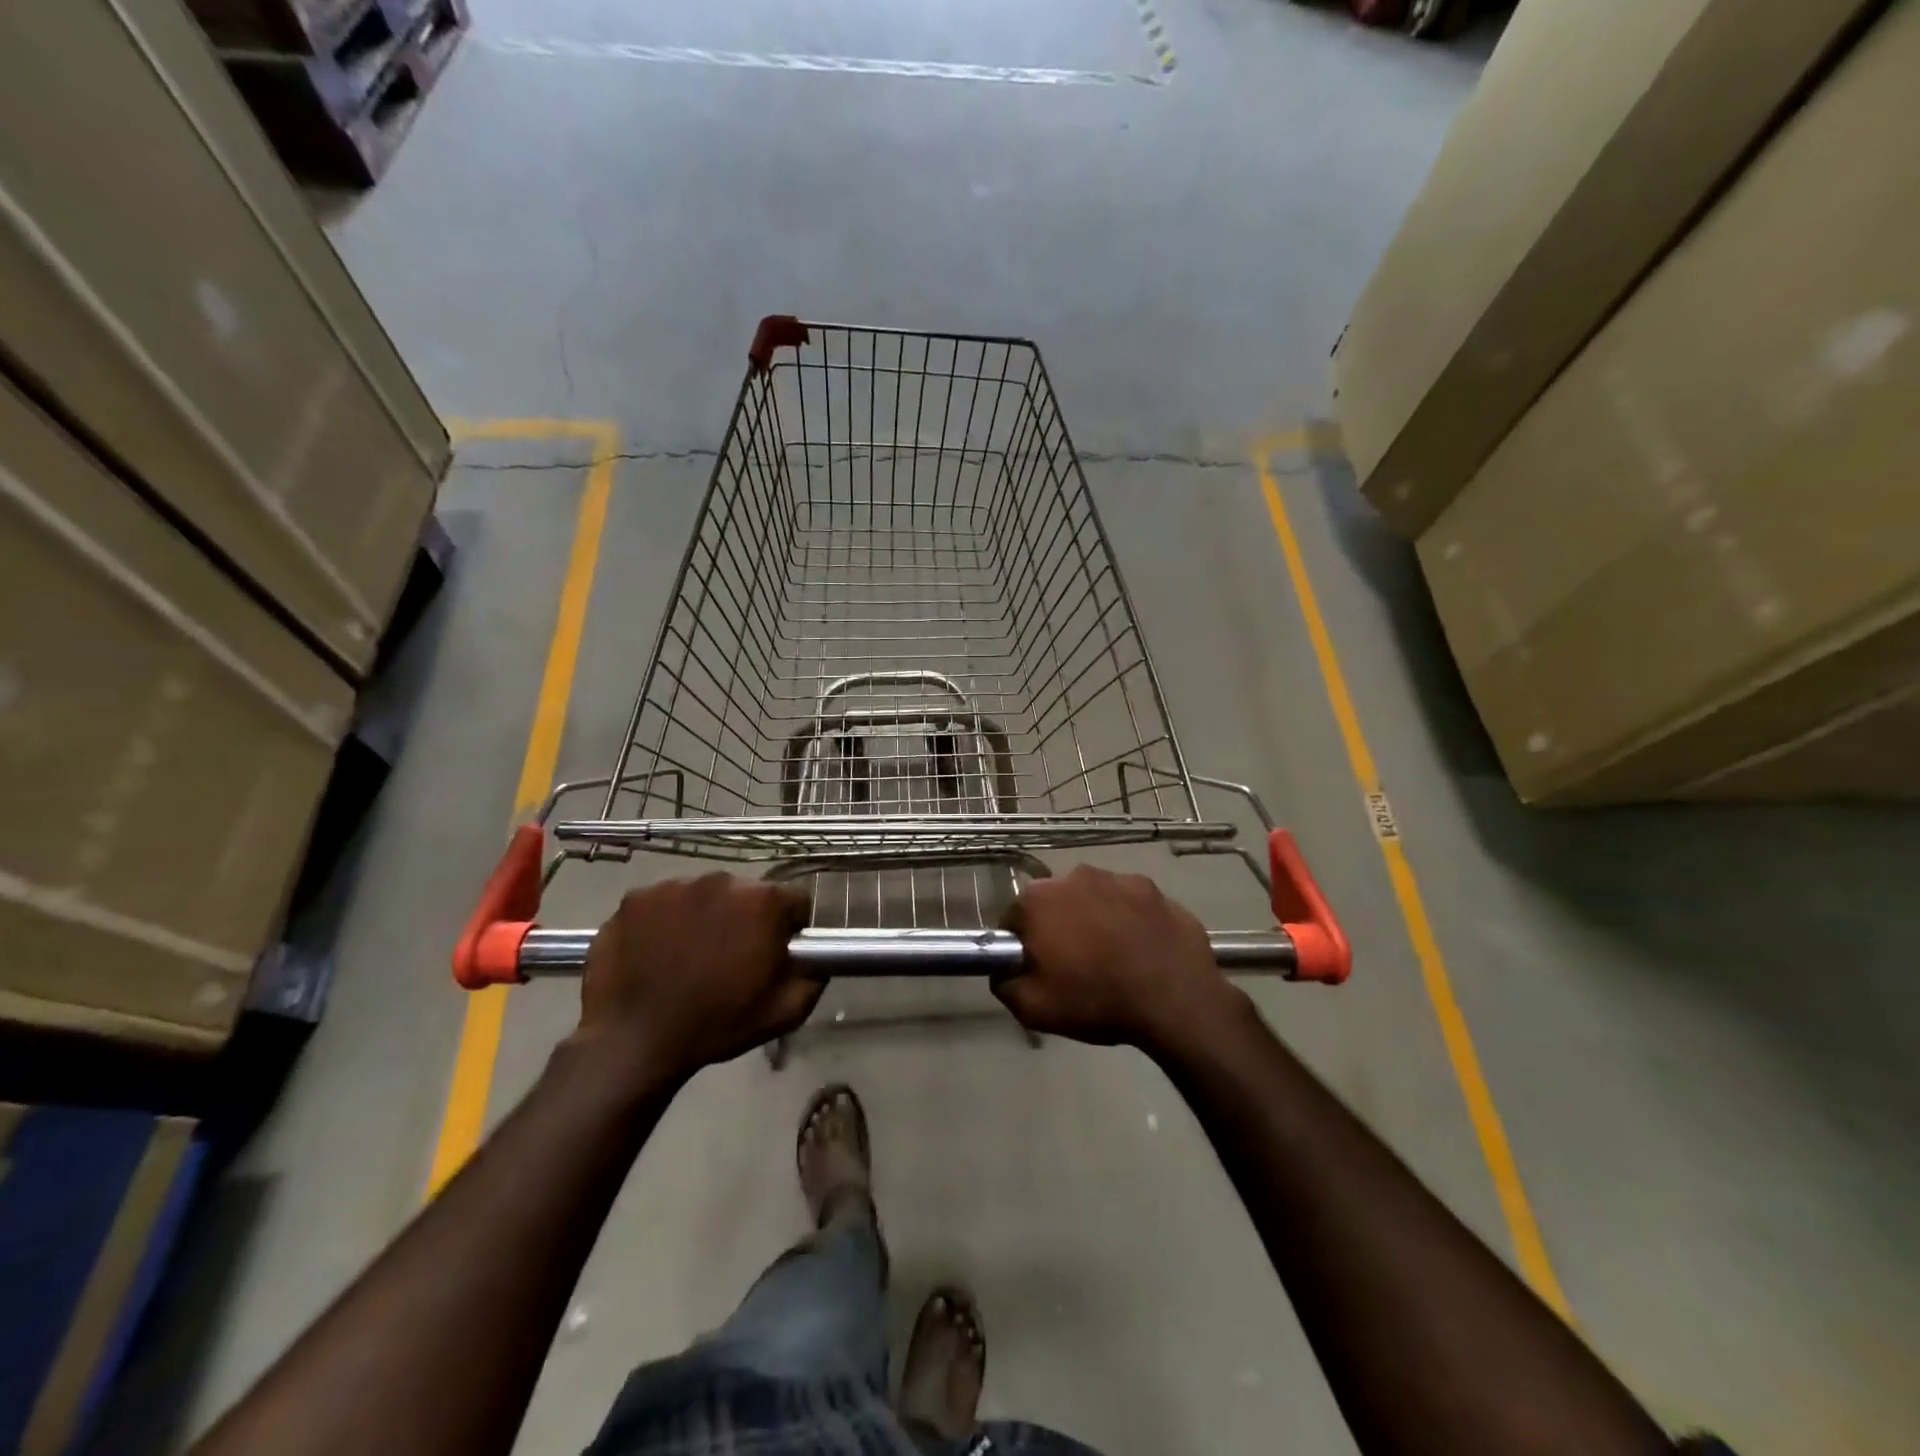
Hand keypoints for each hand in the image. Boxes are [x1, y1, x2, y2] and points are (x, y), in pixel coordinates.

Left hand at [573, 875, 817, 1083]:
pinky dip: (664, 920)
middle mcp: (721, 880)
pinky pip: (663, 902)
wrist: (634, 1042)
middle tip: (730, 956)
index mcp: (763, 901)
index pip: (794, 899)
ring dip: (705, 916)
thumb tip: (816, 958)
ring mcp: (674, 885)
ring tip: (689, 955)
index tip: (775, 952)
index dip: (790, 926)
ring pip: (703, 895)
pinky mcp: (635, 897)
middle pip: (747, 893)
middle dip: (745, 918)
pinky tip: (657, 951)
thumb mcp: (786, 1011)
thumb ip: (813, 976)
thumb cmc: (717, 1025)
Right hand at [995, 865, 1247, 1052]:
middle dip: (1060, 927)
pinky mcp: (1154, 889)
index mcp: (1039, 899)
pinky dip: (1130, 920)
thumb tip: (1004, 970)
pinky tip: (1141, 949)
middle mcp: (1075, 876)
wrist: (1175, 1001)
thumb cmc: (1096, 1001)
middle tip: (1076, 965)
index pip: (1015, 919)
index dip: (1023, 946)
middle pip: (1055, 903)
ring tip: (1113, 958)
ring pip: (1094, 898)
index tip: (1038, 969)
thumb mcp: (1033, 1008)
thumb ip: (1005, 983)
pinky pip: (1130, 903)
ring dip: (1096, 919)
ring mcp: (1119, 878)